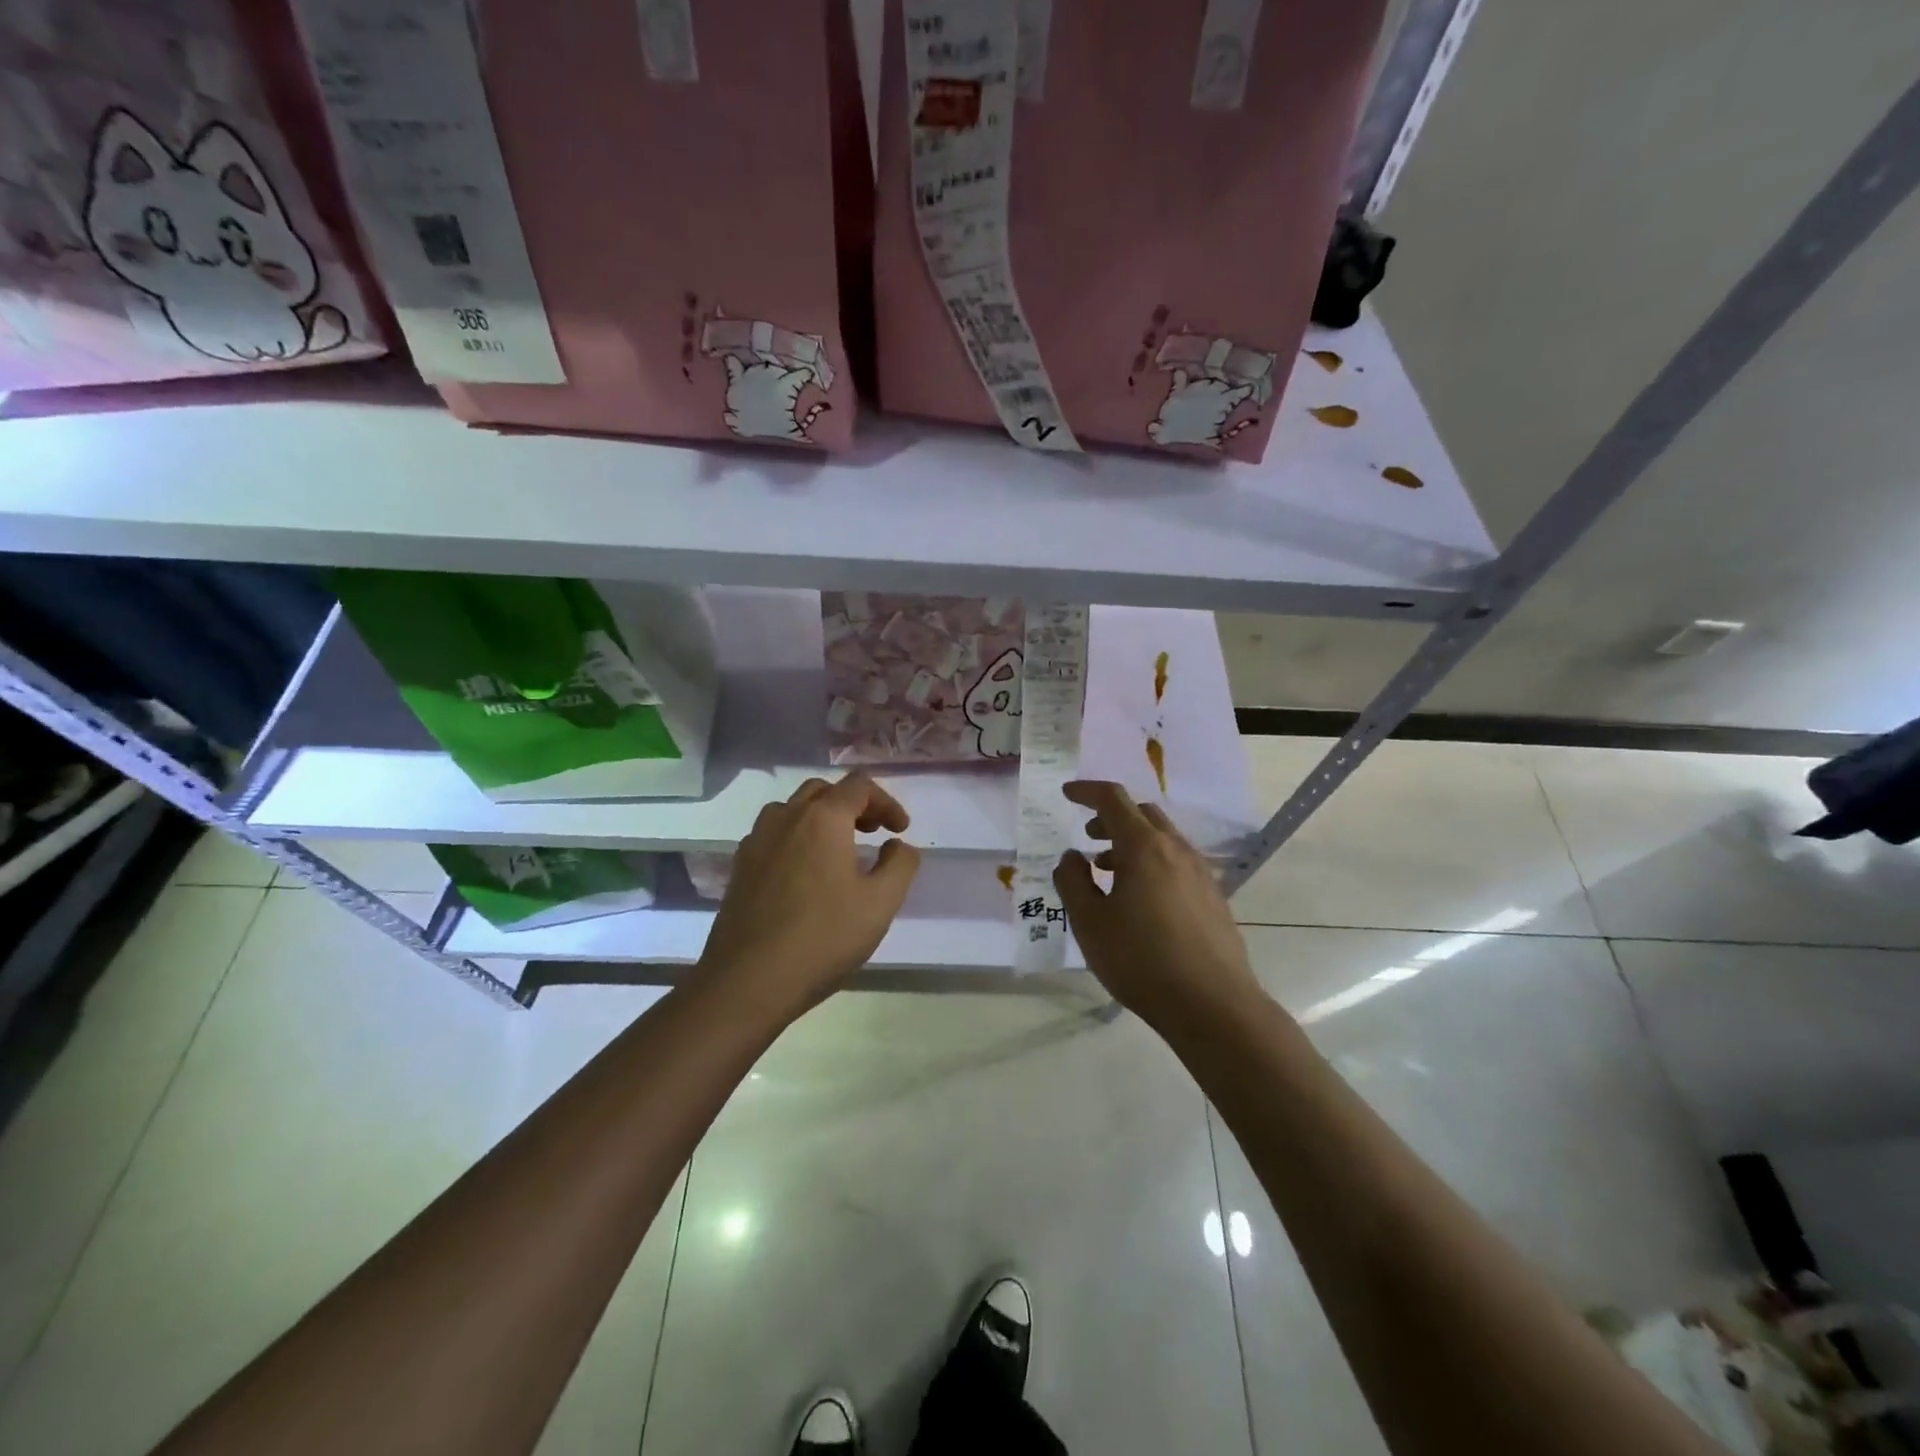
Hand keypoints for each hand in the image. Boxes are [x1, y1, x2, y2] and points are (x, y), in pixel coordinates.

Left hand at [698, 773, 921, 1018]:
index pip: (859, 786)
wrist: (748, 980)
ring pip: (792, 809)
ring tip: (838, 849)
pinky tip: (804, 873)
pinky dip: (795, 837)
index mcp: (823, 819)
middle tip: (872, 832)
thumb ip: (900, 865)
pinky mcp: (740, 867)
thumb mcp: (880, 904)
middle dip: (853, 804)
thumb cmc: (823, 938)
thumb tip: (898, 845)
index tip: (900, 829)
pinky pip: (772, 834)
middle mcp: (786, 818)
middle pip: (823, 791)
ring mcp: (757, 841)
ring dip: (820, 817)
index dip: (886, 802)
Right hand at [1053, 781, 1262, 1034]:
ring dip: (1131, 842)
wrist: (1213, 1005)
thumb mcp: (1090, 923)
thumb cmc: (1141, 960)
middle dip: (1111, 817)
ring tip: (1108, 872)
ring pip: (1162, 839)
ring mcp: (1200, 872)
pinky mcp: (1213, 897)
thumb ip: (1073, 882)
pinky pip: (1177, 863)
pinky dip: (1152, 862)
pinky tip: (1141, 899)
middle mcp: (1176, 850)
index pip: (1113, 799)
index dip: (1086, 791)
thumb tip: (1071, 857)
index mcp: (1144, 847)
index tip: (1066, 794)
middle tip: (1088, 836)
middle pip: (1142, 813)